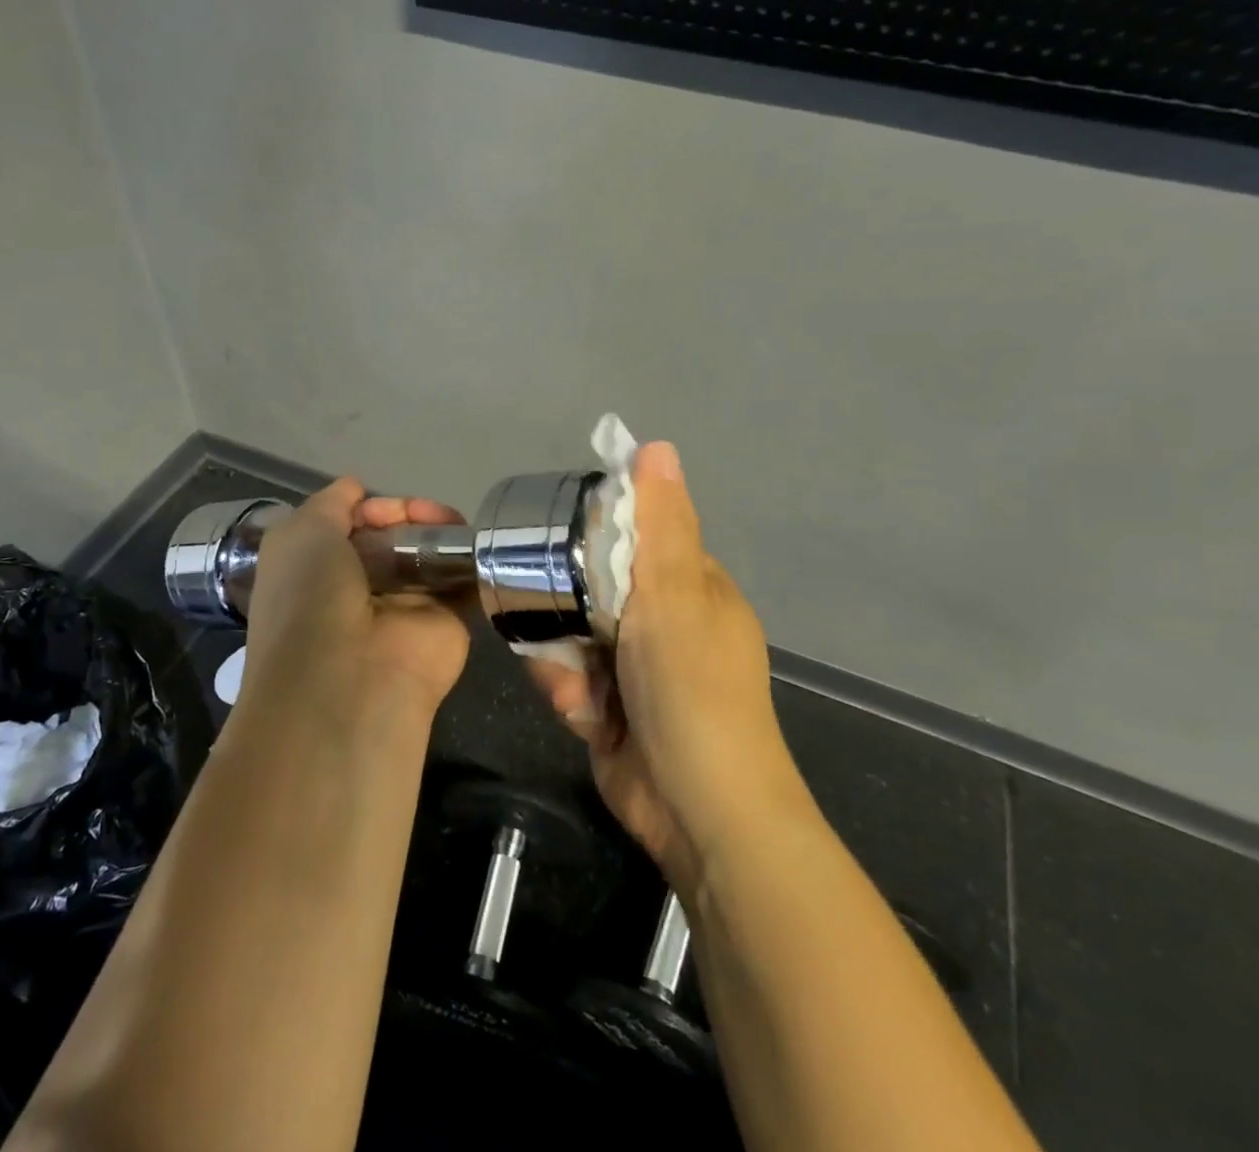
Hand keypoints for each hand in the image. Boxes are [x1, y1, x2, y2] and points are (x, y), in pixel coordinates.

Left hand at [239, 478, 472, 726]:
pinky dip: (470, 560)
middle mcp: (360, 587)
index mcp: (319, 569)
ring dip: (442, 531)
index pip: (353, 524)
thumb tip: (355, 489)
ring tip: (450, 524)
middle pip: (395, 535)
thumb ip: (331, 503)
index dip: (371, 507)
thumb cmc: (311, 597)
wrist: (349, 677)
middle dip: (410, 514)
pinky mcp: (446, 622)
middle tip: (427, 514)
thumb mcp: (301, 533)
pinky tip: (476, 543)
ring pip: (429, 554)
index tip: (383, 508)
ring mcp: (405, 606)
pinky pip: (461, 581)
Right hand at [522, 443, 807, 892]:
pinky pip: (572, 681)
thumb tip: (657, 446)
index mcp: (692, 588)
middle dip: (567, 612)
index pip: (634, 539)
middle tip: (562, 630)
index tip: (559, 547)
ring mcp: (638, 669)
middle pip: (591, 589)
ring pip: (573, 636)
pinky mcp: (614, 710)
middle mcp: (666, 623)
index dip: (595, 539)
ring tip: (575, 690)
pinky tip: (582, 719)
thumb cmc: (692, 690)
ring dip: (564, 662)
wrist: (699, 811)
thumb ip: (660, 525)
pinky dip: (570, 698)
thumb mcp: (673, 596)